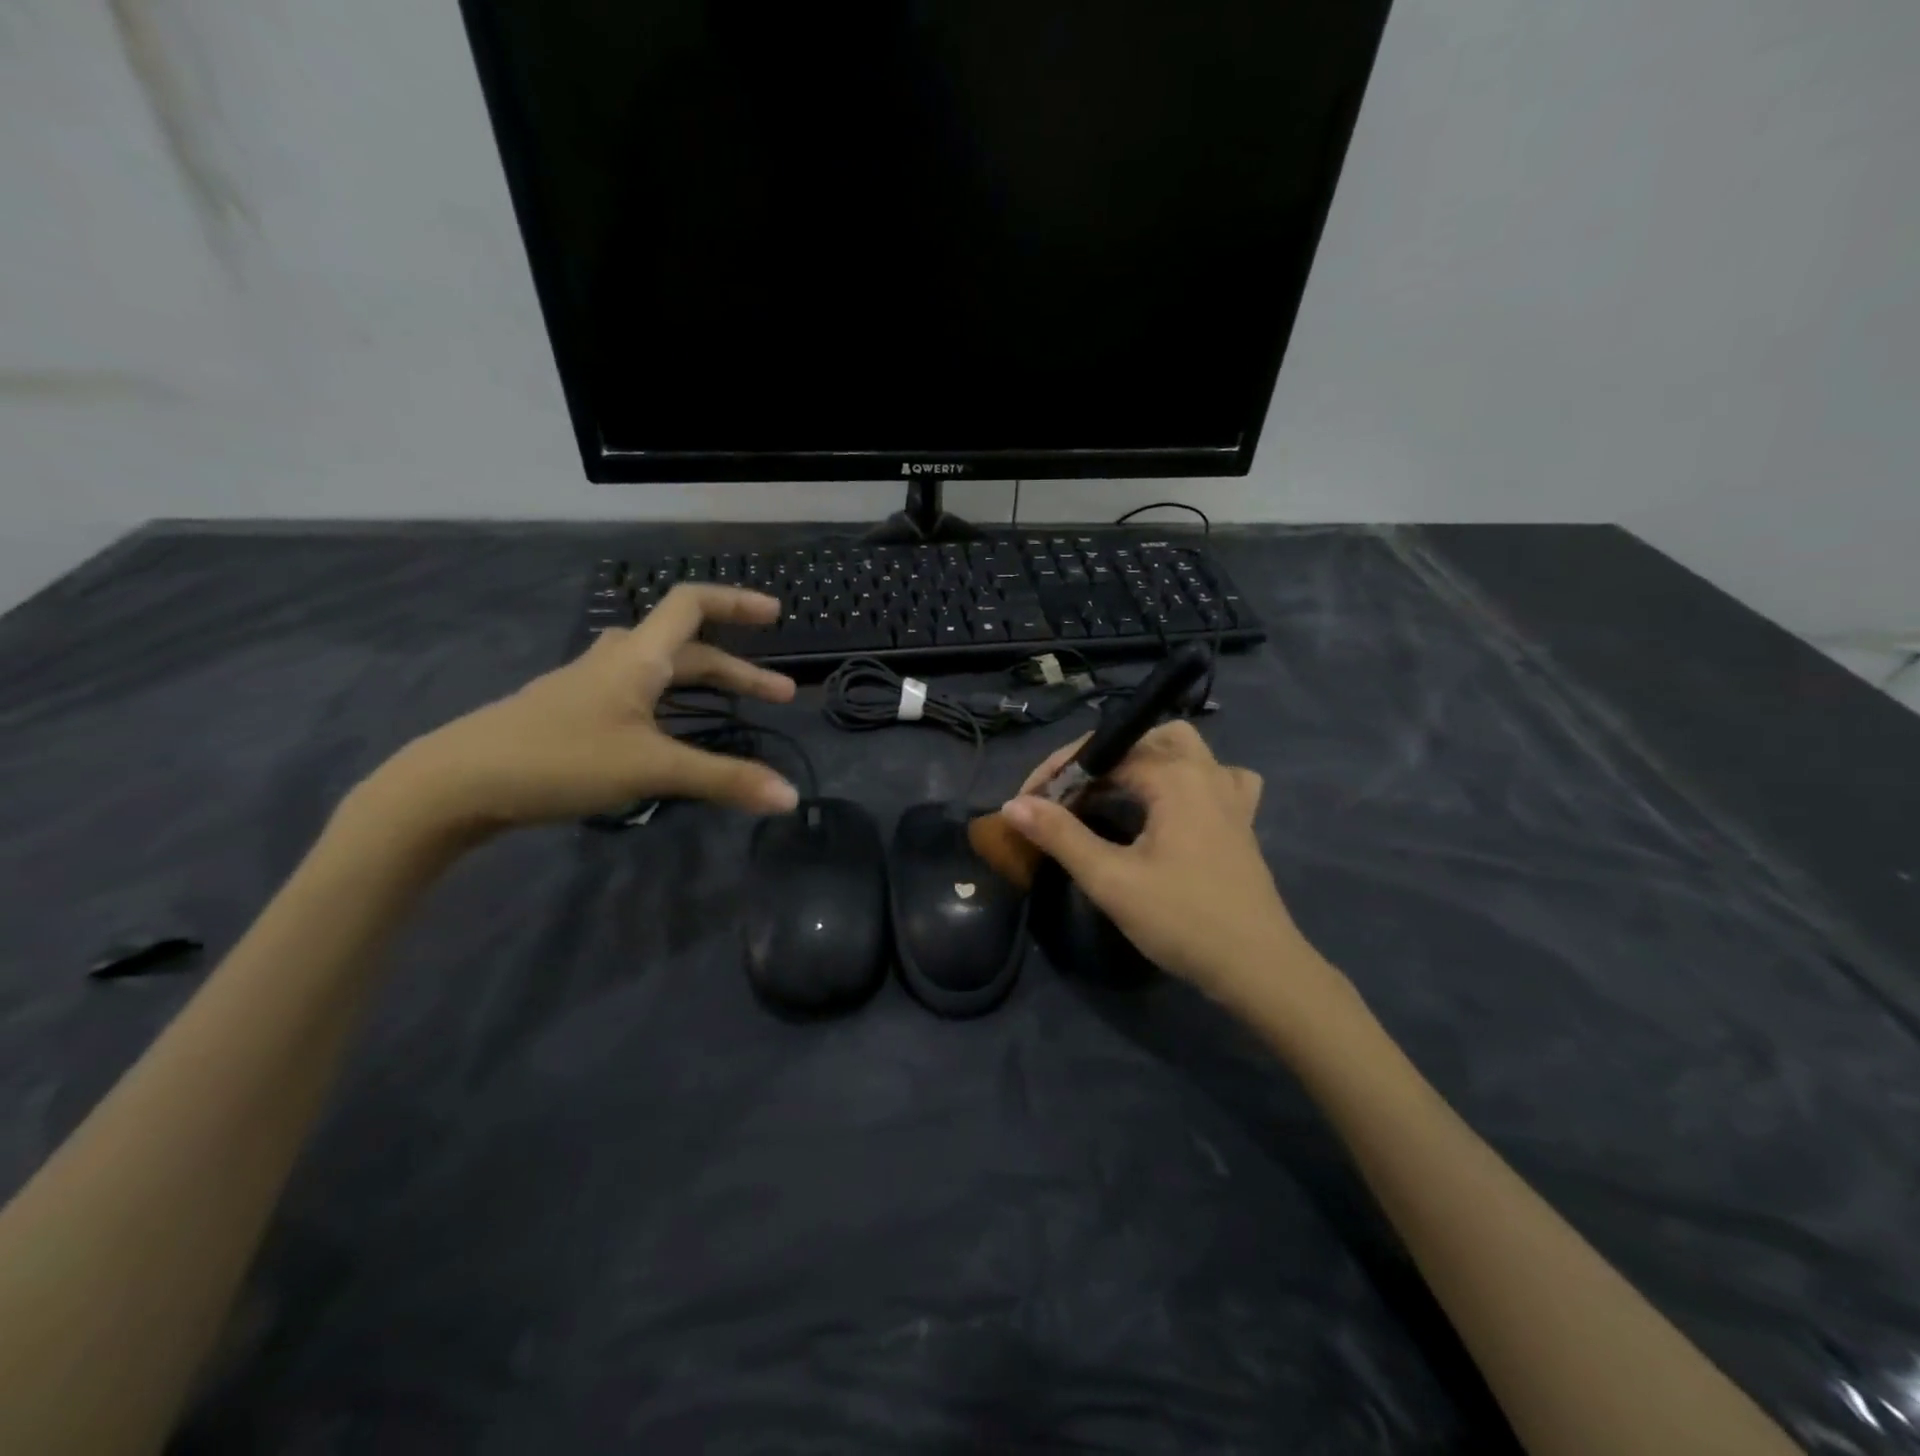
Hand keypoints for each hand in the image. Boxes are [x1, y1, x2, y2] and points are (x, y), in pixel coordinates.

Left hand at [377, 585, 799, 834]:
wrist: (456, 783)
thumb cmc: (560, 759)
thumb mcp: (651, 769)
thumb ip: (723, 780)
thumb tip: (791, 798)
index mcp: (638, 658)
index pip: (691, 605)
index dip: (736, 602)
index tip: (776, 614)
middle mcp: (616, 662)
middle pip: (688, 649)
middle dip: (738, 671)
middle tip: (780, 697)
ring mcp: (590, 687)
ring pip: (661, 674)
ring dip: (705, 687)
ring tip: (734, 713)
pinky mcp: (574, 715)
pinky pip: (639, 697)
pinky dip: (672, 707)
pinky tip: (673, 737)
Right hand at [1002, 721, 1325, 1007]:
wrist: (1258, 968)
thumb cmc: (1182, 920)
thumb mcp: (1111, 880)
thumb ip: (1061, 836)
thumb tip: (1013, 804)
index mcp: (1175, 776)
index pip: (1103, 754)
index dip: (1058, 774)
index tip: (1027, 804)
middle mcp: (1205, 771)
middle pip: (1143, 739)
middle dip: (1099, 760)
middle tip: (1068, 796)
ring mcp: (1230, 794)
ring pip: (1184, 749)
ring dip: (1144, 759)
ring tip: (1114, 790)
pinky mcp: (1242, 820)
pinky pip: (1217, 777)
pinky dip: (1191, 777)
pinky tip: (1176, 802)